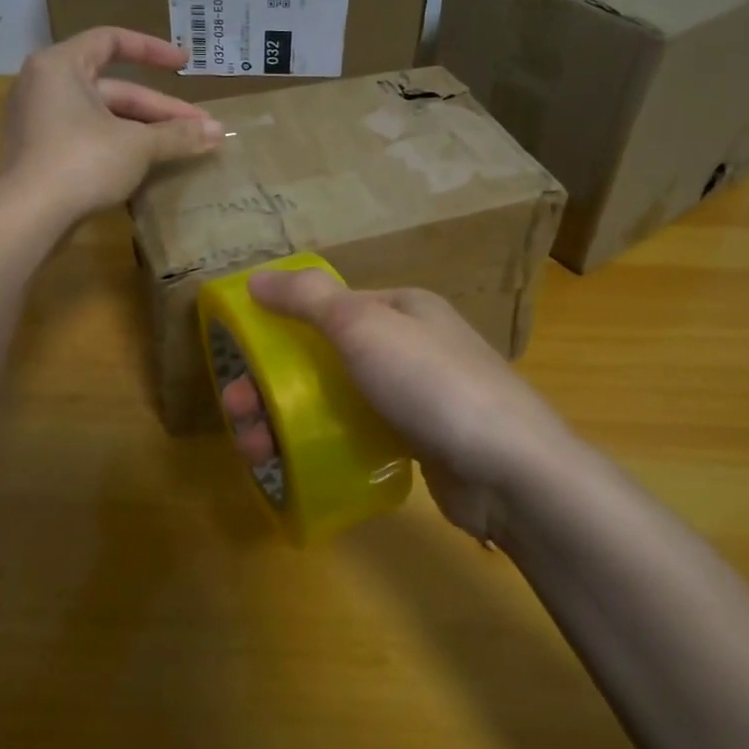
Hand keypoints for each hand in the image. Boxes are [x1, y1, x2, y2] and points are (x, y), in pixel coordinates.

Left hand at [0, 27, 222, 225]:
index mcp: (61, 66)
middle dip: (159, 110)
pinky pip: (86, 138)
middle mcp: (45, 85)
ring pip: (102, 117)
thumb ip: (178, 135)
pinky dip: (117, 145)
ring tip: (181, 147)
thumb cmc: (82, 162)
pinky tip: (148, 164)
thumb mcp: (137, 146)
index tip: (184, 64)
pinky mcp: (40, 154)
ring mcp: (39, 121)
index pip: (111, 41)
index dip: (152, 50)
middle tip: (199, 128)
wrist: (29, 217)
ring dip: (143, 130)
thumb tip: (220, 131)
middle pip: (113, 88)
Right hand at [221, 270, 574, 542]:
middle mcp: (408, 346)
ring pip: (335, 401)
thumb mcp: (364, 326)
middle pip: (323, 359)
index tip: (241, 360)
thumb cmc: (432, 384)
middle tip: (239, 417)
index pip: (327, 307)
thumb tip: (256, 278)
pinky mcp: (417, 444)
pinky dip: (323, 445)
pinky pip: (356, 435)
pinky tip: (296, 467)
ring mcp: (414, 398)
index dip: (279, 328)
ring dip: (287, 421)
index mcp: (401, 308)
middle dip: (273, 385)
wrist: (509, 470)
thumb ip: (308, 299)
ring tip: (255, 451)